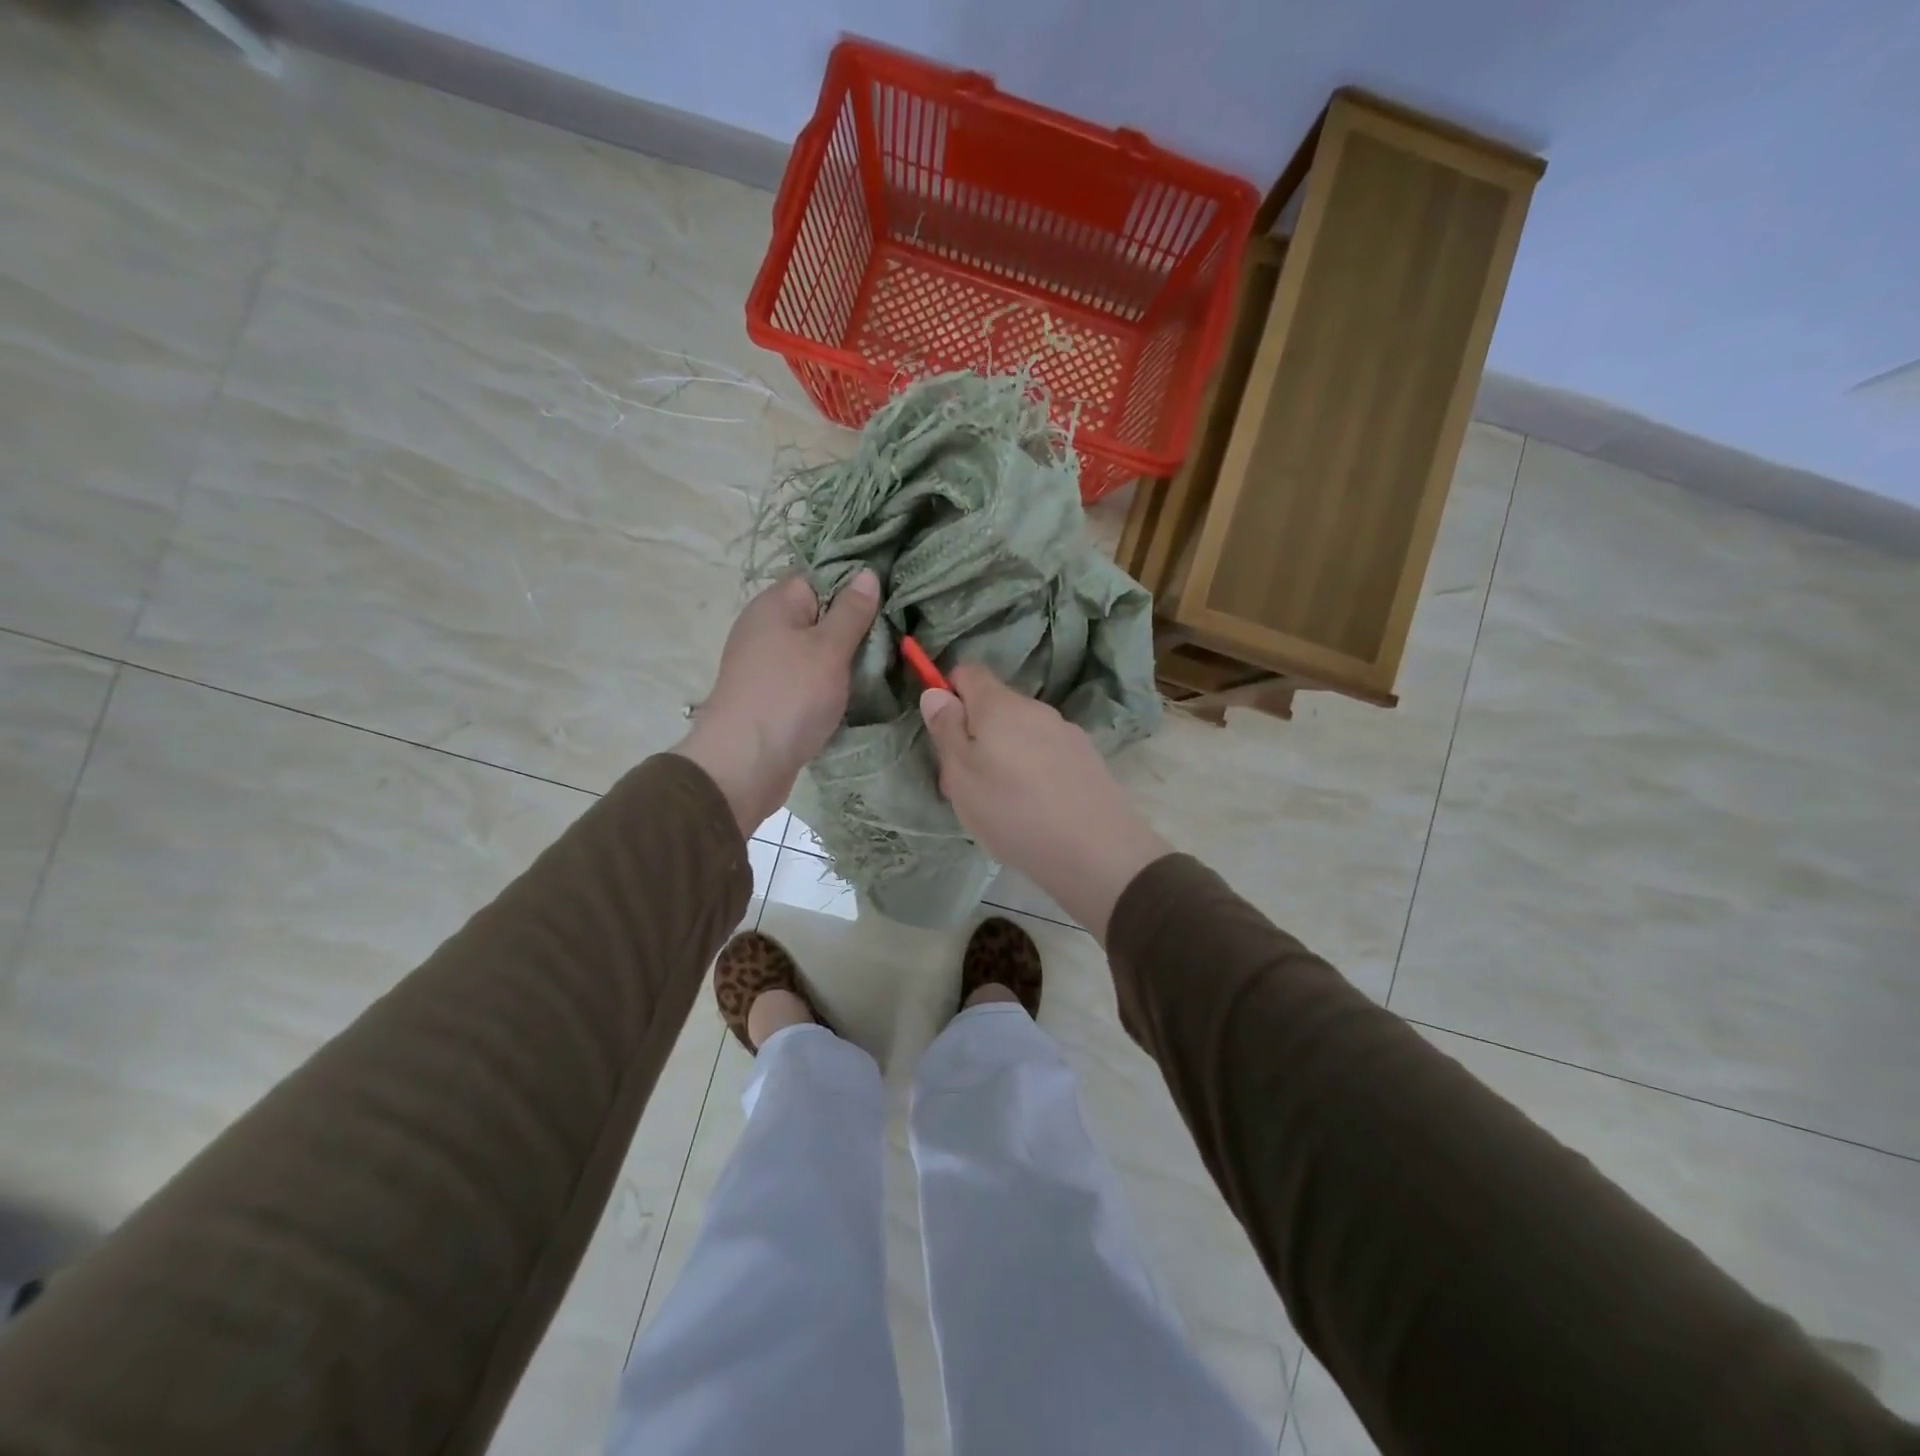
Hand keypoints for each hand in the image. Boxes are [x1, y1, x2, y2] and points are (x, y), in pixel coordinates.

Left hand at [676, 571, 879, 835]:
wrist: (745, 764)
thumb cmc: (790, 696)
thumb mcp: (829, 648)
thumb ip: (851, 611)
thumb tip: (867, 573)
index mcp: (775, 604)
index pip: (819, 576)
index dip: (854, 583)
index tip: (891, 594)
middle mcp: (766, 628)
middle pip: (819, 614)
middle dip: (855, 624)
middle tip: (897, 632)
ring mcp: (767, 665)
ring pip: (816, 650)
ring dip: (846, 658)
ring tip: (886, 662)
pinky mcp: (773, 696)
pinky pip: (808, 679)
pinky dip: (831, 683)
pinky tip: (858, 691)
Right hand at [921, 664, 1169, 940]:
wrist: (1095, 851)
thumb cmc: (1013, 811)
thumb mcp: (961, 775)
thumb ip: (946, 730)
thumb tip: (936, 692)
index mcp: (1000, 705)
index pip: (969, 672)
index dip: (949, 693)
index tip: (942, 732)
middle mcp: (1036, 709)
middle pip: (995, 706)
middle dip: (974, 735)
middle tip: (965, 784)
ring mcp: (1066, 732)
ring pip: (1021, 733)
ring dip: (1004, 755)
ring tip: (1001, 804)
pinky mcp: (1086, 759)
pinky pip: (1046, 753)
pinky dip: (1032, 771)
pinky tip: (1035, 808)